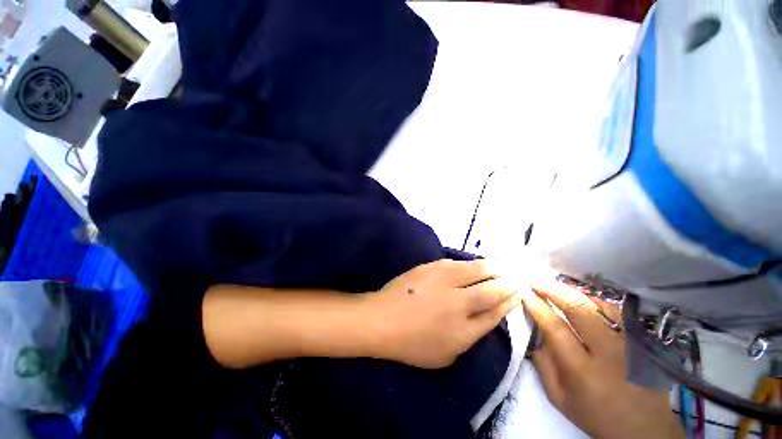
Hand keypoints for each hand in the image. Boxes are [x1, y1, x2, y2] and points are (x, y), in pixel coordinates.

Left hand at [366, 259, 519, 368]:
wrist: (383, 320)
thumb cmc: (411, 344)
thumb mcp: (445, 356)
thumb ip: (468, 338)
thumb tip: (482, 319)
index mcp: (464, 331)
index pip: (494, 313)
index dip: (508, 302)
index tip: (516, 294)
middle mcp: (459, 304)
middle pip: (490, 291)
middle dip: (505, 284)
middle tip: (512, 278)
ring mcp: (444, 282)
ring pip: (475, 271)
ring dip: (490, 268)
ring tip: (497, 266)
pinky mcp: (431, 268)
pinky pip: (455, 263)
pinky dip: (467, 264)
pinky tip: (471, 264)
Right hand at [523, 281, 684, 438]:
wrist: (644, 428)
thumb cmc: (595, 414)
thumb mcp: (559, 397)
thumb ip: (542, 364)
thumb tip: (535, 332)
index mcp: (582, 370)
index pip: (555, 328)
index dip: (537, 307)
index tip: (526, 294)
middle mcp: (607, 352)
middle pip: (579, 309)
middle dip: (554, 291)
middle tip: (537, 283)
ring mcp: (629, 343)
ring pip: (599, 305)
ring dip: (574, 292)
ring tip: (556, 286)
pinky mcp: (641, 340)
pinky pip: (616, 311)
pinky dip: (596, 299)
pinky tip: (582, 296)